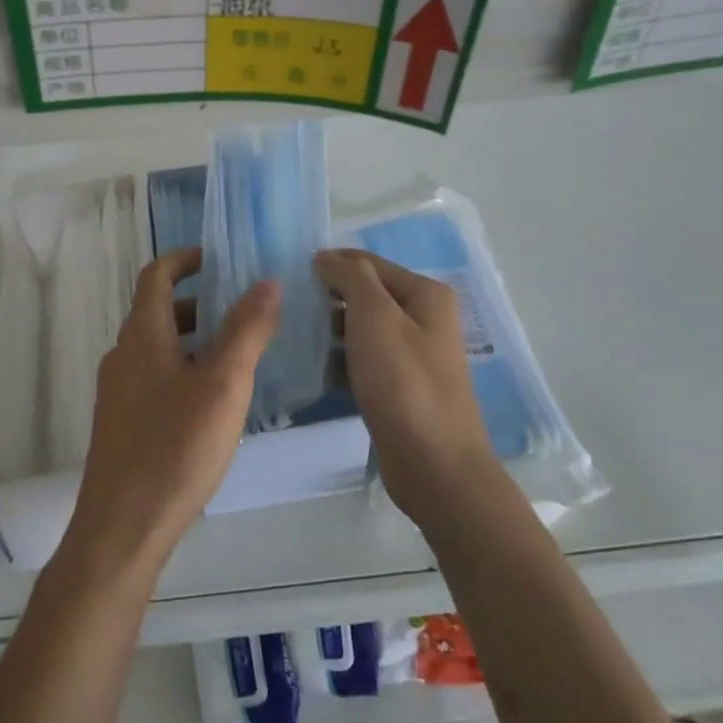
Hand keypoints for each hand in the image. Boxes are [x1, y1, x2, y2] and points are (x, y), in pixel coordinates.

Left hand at [67, 248, 281, 576]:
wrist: (122, 528)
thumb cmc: (175, 448)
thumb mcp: (223, 385)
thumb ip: (246, 330)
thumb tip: (267, 281)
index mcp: (142, 336)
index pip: (156, 276)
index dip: (183, 259)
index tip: (217, 257)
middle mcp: (123, 356)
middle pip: (157, 311)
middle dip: (197, 302)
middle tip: (241, 307)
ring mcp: (119, 392)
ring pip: (158, 348)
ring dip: (193, 339)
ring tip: (237, 353)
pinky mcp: (123, 424)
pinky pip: (155, 378)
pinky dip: (184, 370)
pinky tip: (214, 402)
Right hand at [314, 249, 510, 533]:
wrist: (435, 465)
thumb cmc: (404, 382)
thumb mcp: (375, 316)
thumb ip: (351, 277)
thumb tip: (326, 257)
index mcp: (426, 294)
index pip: (368, 263)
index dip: (330, 264)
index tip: (289, 276)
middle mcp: (424, 318)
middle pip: (366, 295)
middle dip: (328, 298)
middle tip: (287, 308)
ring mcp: (414, 354)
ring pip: (362, 329)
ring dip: (330, 331)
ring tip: (292, 336)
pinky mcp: (400, 387)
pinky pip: (363, 360)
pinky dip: (340, 360)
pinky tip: (312, 368)